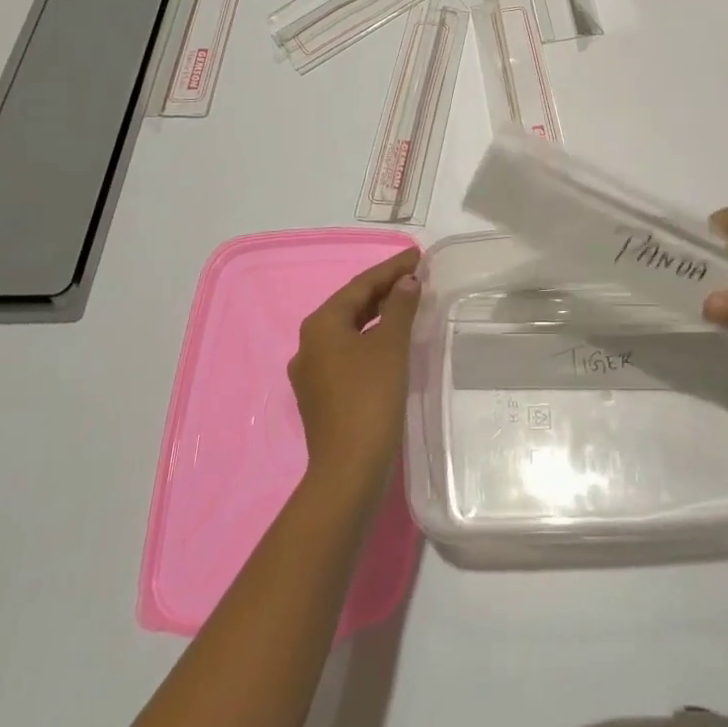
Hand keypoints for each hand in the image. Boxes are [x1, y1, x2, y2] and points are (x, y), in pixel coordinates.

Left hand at [288, 249, 420, 504]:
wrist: (348, 471)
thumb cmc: (370, 398)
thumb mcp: (391, 346)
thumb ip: (399, 307)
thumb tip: (407, 281)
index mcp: (321, 324)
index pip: (361, 285)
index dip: (392, 268)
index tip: (418, 255)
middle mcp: (309, 343)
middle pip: (352, 305)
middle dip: (384, 288)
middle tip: (417, 276)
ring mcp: (312, 372)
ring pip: (349, 329)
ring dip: (378, 314)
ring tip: (408, 303)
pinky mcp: (321, 395)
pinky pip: (348, 352)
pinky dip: (371, 338)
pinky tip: (391, 342)